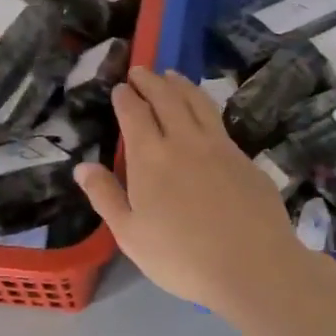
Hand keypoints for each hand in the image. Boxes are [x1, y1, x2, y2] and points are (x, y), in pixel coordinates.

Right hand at [75, 67, 313, 314]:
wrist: (252, 265)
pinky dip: (205, 106)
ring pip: (197, 102)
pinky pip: (219, 121)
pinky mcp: (245, 158)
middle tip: (142, 70)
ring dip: (181, 85)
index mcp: (150, 157)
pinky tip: (204, 113)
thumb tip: (82, 166)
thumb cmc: (181, 257)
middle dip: (151, 80)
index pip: (135, 114)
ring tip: (172, 75)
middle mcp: (184, 140)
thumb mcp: (130, 235)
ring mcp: (220, 146)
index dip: (126, 97)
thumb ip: (105, 196)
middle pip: (167, 98)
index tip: (120, 87)